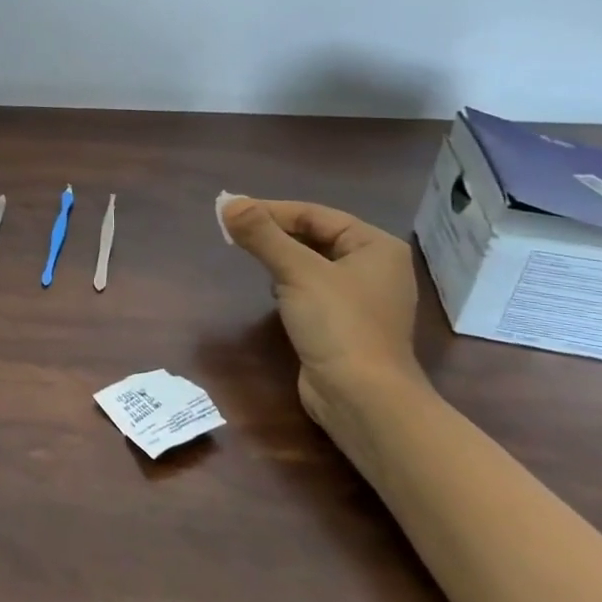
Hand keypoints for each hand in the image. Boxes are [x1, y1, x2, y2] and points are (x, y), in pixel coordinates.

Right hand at [223, 198, 428, 450]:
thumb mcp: (297, 272)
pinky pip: (312, 288)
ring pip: (312, 262)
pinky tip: (272, 291)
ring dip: (280, 257)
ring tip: (248, 256)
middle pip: (315, 236)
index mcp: (375, 246)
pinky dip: (288, 283)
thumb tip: (226, 202)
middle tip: (232, 233)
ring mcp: (361, 298)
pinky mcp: (345, 323)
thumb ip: (262, 235)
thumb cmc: (339, 325)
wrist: (363, 399)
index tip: (231, 214)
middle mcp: (374, 267)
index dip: (271, 210)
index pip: (315, 214)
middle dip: (274, 233)